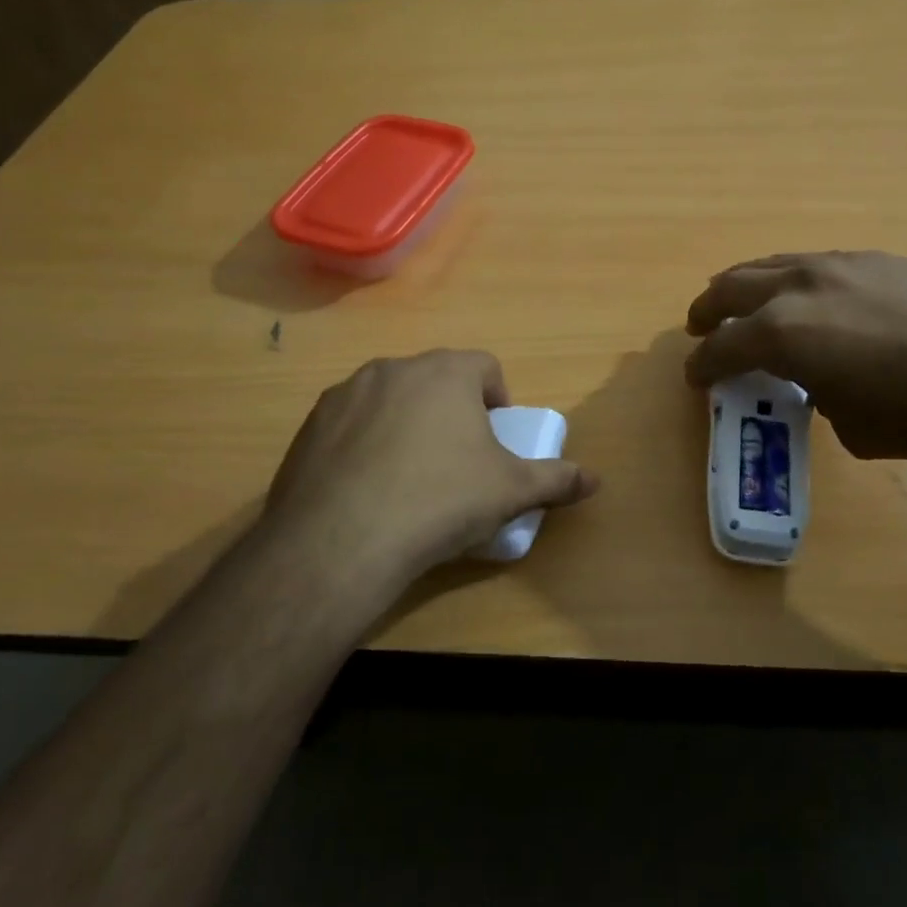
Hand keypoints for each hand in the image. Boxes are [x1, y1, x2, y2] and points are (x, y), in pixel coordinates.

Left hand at [258, 350, 596, 592]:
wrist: (341, 541)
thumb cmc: (441, 501)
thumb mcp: (510, 492)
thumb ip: (557, 479)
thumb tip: (596, 479)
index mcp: (446, 372)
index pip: (484, 365)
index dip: (497, 398)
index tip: (494, 438)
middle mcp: (394, 368)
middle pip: (435, 380)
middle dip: (451, 410)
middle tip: (457, 459)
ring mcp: (345, 393)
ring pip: (390, 398)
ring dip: (406, 423)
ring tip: (409, 476)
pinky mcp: (310, 425)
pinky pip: (350, 423)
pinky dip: (364, 443)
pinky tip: (367, 488)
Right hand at [683, 252, 906, 465]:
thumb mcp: (853, 426)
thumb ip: (819, 394)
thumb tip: (823, 379)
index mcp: (783, 333)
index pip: (722, 346)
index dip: (702, 364)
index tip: (695, 376)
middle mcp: (801, 287)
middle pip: (732, 286)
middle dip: (709, 309)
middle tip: (700, 326)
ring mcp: (842, 264)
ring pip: (773, 264)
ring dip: (748, 285)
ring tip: (745, 302)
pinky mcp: (879, 258)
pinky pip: (816, 264)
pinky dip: (795, 280)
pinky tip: (813, 299)